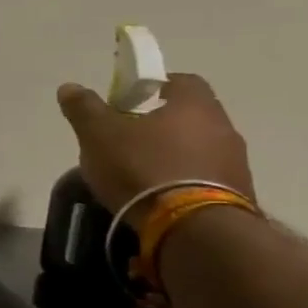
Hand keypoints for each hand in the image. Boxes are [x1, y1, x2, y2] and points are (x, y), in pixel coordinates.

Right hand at [55, 73, 256, 220]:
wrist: (192, 226)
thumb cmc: (142, 167)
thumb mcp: (98, 135)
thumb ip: (84, 108)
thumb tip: (70, 87)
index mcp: (194, 104)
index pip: (181, 80)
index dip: (154, 87)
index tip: (129, 101)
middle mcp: (223, 126)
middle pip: (191, 115)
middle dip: (161, 123)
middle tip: (128, 138)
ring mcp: (235, 162)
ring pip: (200, 147)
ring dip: (175, 154)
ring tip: (142, 173)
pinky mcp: (237, 194)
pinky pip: (207, 177)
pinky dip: (185, 180)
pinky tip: (161, 196)